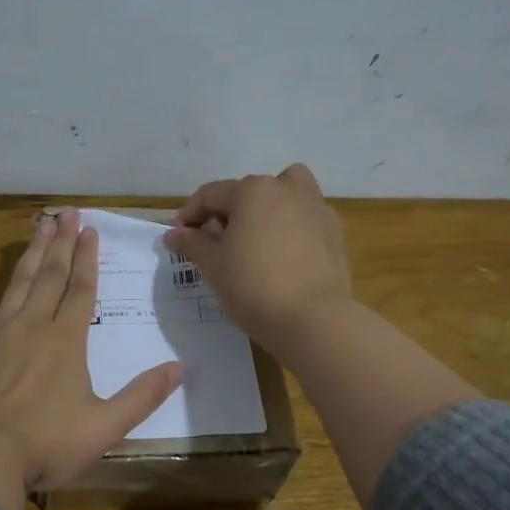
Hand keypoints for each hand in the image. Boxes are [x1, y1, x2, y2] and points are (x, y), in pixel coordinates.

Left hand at [0, 208, 183, 509]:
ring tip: (37, 226)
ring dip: (28, 255)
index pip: (81, 290)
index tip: (90, 230)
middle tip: (66, 213)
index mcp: (67, 341)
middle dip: (61, 244)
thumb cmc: (47, 443)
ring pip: (16, 284)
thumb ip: (143, 395)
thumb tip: (180, 368)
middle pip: (50, 276)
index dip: (87, 259)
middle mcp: (33, 326)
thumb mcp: (106, 426)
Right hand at [163, 164, 352, 353]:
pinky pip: (305, 220)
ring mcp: (316, 209)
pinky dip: (291, 229)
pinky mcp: (335, 233)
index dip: (188, 216)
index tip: (178, 241)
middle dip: (227, 214)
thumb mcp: (212, 265)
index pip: (210, 195)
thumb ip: (191, 243)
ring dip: (266, 211)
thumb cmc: (252, 286)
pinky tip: (282, 257)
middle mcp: (287, 189)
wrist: (313, 320)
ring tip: (254, 241)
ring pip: (285, 197)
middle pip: (248, 192)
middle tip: (215, 244)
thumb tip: (174, 233)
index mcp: (253, 190)